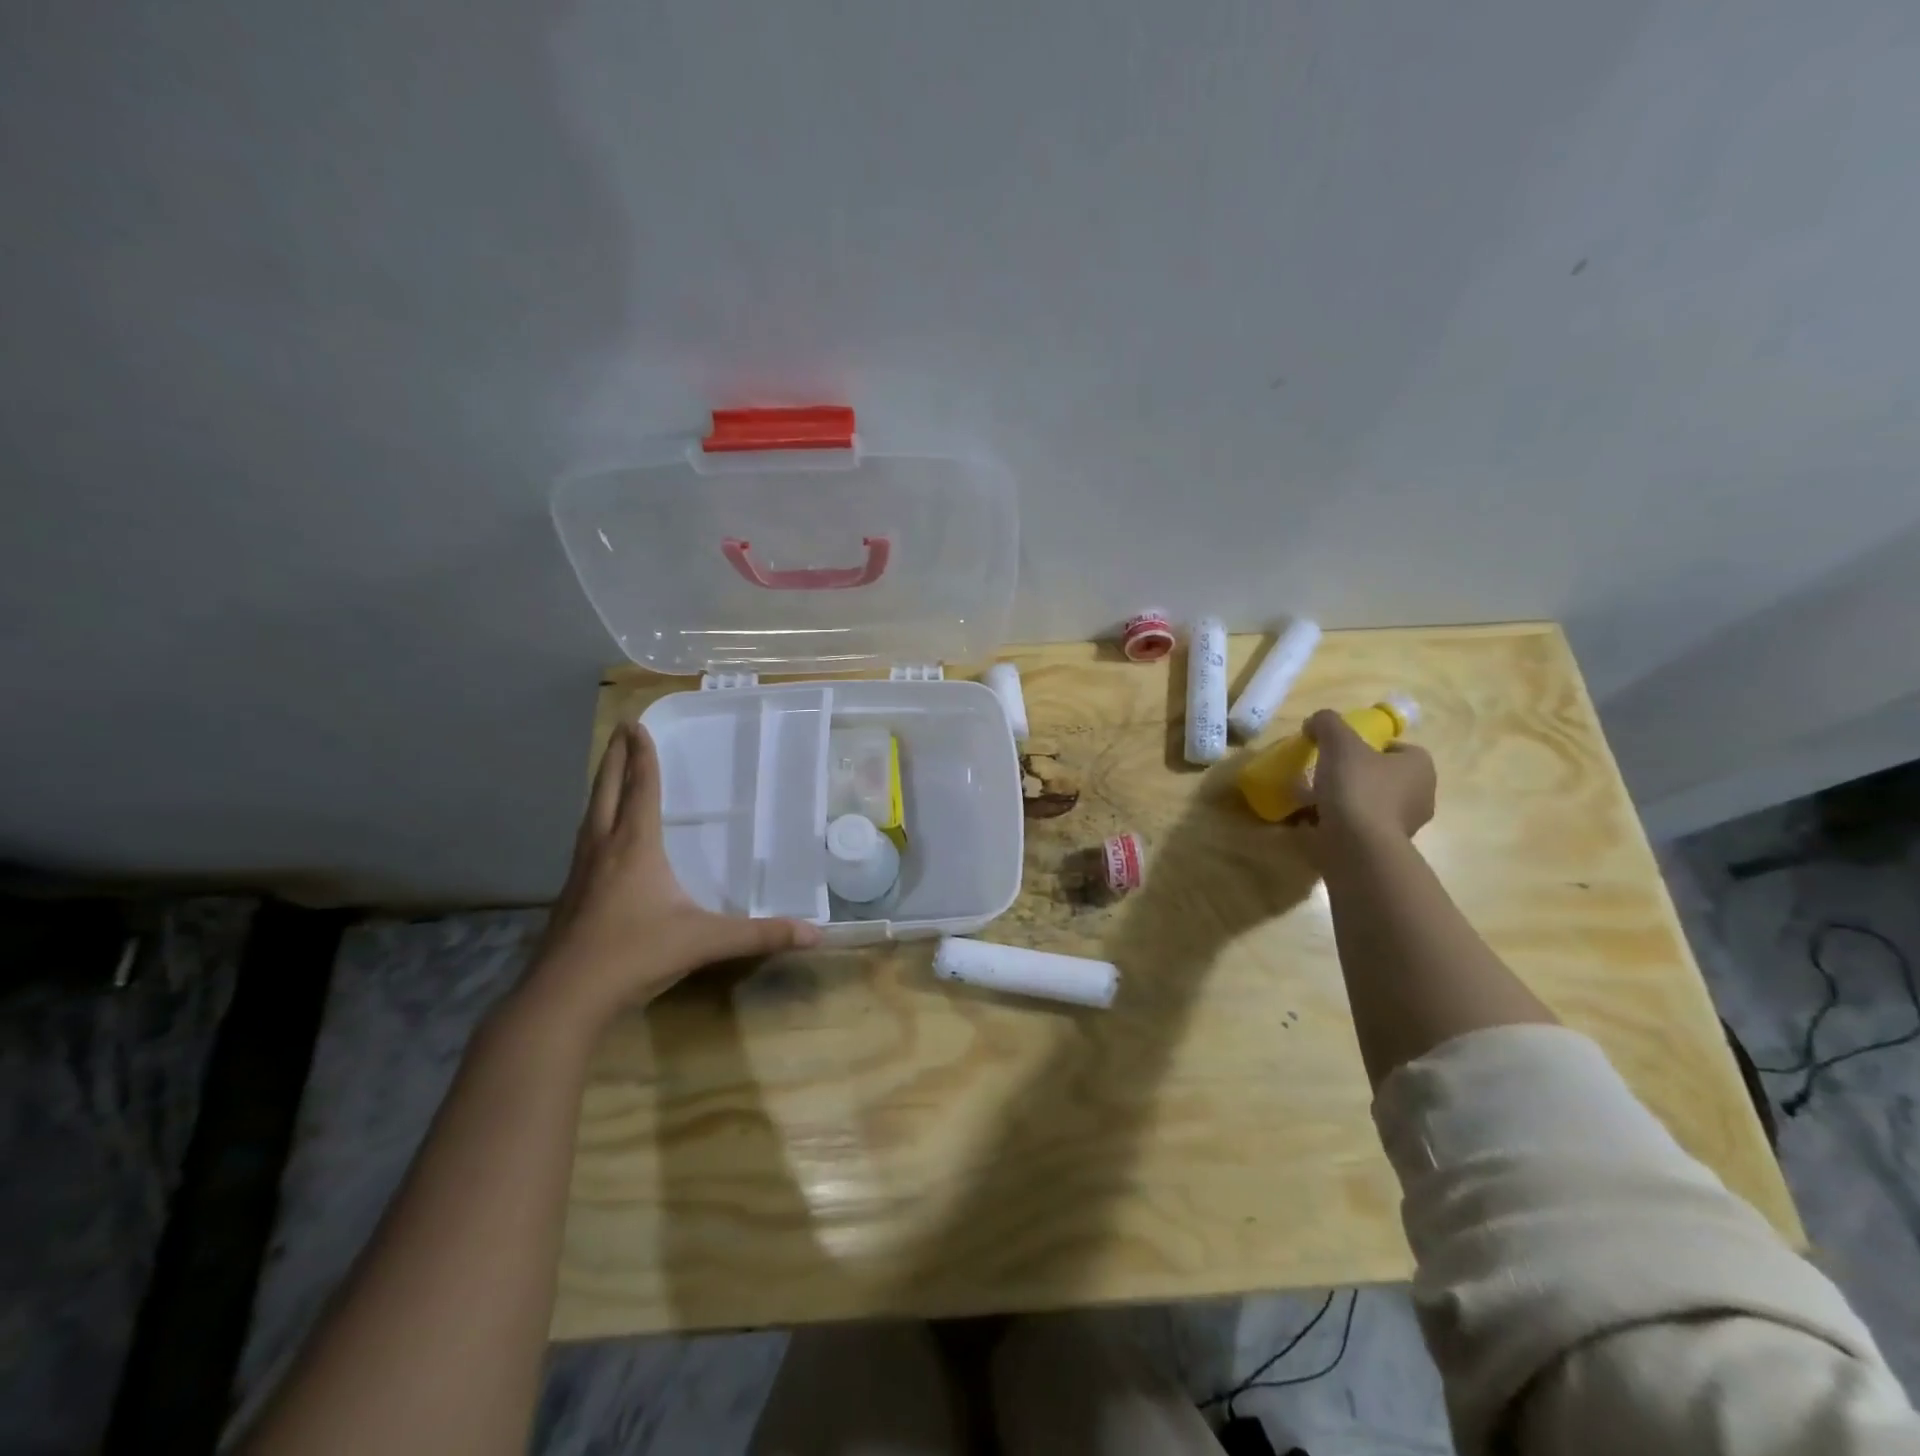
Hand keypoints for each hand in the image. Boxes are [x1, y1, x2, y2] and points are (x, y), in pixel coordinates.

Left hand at [524, 723, 819, 1030]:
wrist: (563, 998)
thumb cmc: (635, 954)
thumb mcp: (704, 941)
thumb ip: (759, 934)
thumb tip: (815, 933)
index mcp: (635, 847)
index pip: (642, 790)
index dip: (643, 756)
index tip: (637, 724)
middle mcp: (604, 849)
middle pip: (607, 791)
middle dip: (616, 758)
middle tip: (621, 729)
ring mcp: (581, 872)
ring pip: (590, 815)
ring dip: (602, 786)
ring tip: (610, 771)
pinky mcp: (570, 895)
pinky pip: (585, 841)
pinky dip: (594, 820)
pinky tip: (598, 836)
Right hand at [1293, 709, 1435, 846]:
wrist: (1357, 846)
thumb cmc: (1357, 787)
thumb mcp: (1338, 742)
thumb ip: (1327, 723)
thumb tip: (1315, 723)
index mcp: (1420, 768)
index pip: (1398, 749)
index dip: (1371, 746)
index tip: (1341, 750)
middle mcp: (1420, 796)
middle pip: (1382, 777)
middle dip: (1354, 775)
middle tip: (1324, 773)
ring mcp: (1403, 827)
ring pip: (1368, 804)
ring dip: (1343, 801)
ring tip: (1310, 800)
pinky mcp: (1382, 849)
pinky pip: (1357, 828)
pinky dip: (1336, 824)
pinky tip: (1311, 822)